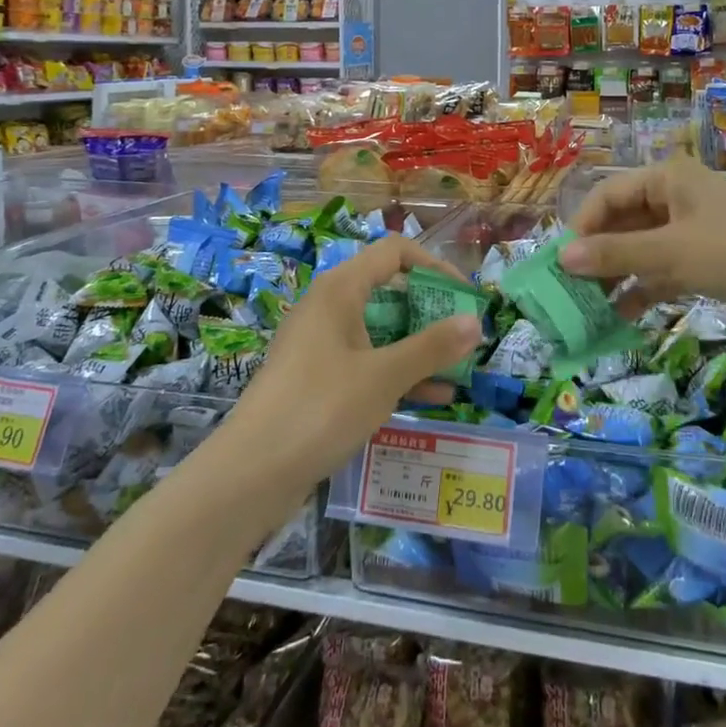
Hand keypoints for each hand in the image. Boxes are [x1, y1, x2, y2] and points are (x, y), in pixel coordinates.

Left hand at [228, 236, 481, 492]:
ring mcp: (320, 343)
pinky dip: (397, 372)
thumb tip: (476, 322)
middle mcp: (329, 306)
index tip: (464, 297)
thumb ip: (432, 347)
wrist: (249, 474)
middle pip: (389, 289)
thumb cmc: (320, 408)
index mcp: (340, 289)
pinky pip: (366, 361)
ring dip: (419, 345)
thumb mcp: (384, 376)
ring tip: (459, 368)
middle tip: (465, 336)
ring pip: (380, 329)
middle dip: (431, 310)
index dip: (434, 266)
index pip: (394, 252)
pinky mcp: (317, 378)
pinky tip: (433, 398)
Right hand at [561, 157, 725, 332]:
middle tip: (569, 290)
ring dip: (617, 277)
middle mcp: (676, 199)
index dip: (582, 226)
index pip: (608, 195)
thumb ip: (616, 256)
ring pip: (641, 251)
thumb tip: (563, 258)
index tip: (561, 262)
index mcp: (668, 180)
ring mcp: (693, 232)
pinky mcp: (707, 263)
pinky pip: (662, 273)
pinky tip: (621, 317)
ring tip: (588, 308)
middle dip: (597, 255)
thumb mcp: (672, 252)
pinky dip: (643, 291)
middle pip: (623, 223)